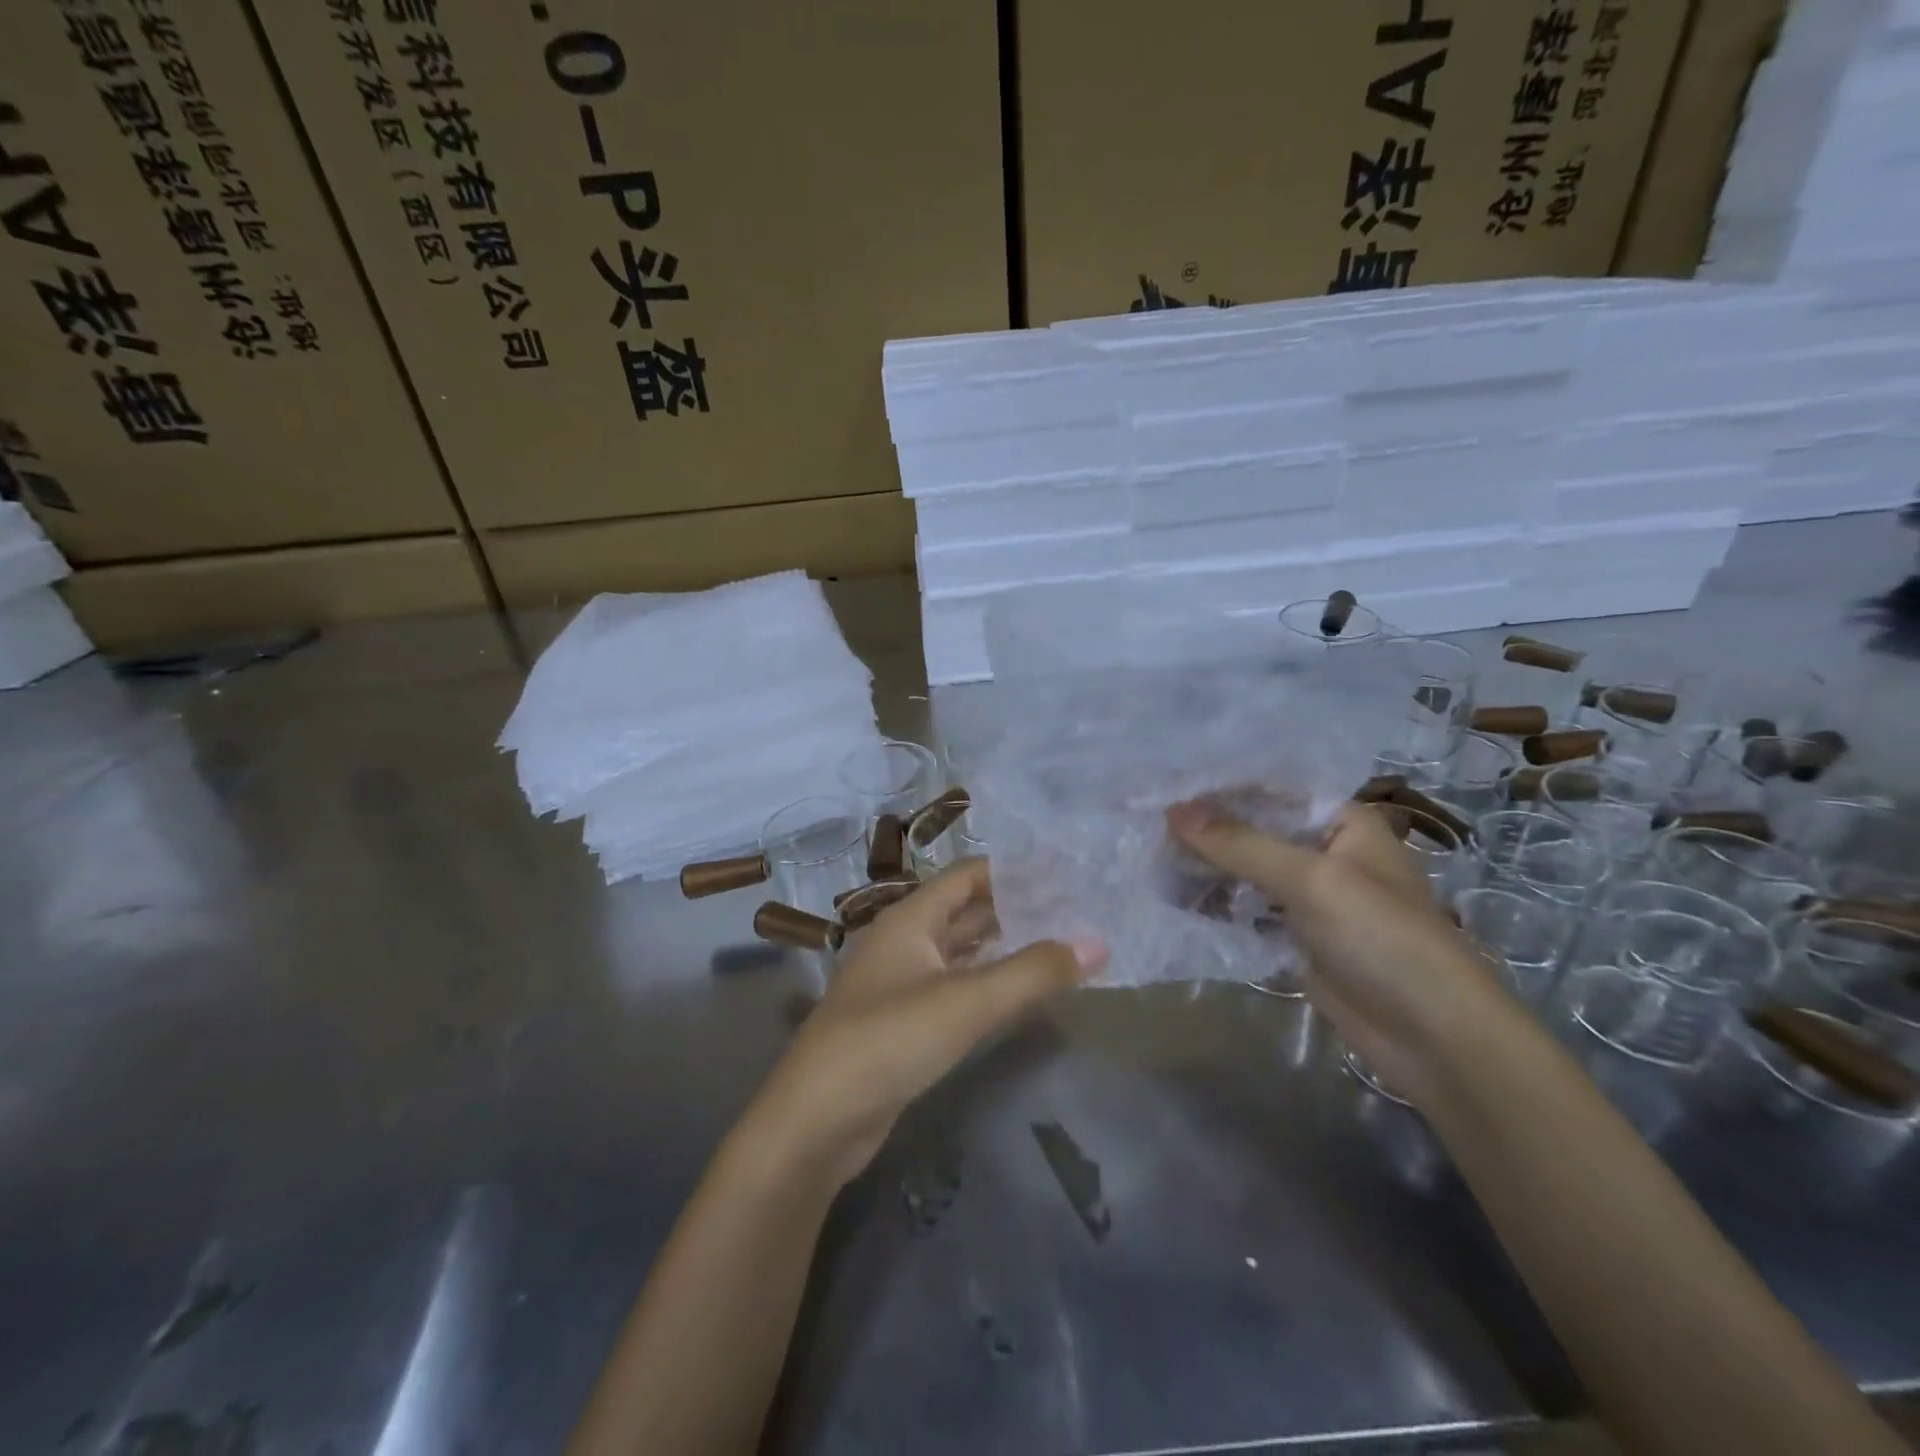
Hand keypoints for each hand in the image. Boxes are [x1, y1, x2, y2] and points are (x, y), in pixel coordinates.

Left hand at [740, 859, 1105, 1186]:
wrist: (817, 1120)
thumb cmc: (889, 1041)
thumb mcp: (966, 1002)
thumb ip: (1032, 972)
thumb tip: (1096, 943)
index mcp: (910, 918)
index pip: (969, 876)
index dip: (1014, 870)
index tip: (1064, 872)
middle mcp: (904, 940)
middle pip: (965, 910)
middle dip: (1014, 907)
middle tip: (1072, 908)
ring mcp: (900, 982)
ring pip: (959, 950)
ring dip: (1002, 944)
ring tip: (1057, 941)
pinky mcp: (903, 1021)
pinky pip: (953, 985)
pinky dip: (986, 980)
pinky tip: (1016, 989)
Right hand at [1165, 799, 1509, 1107]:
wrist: (1434, 1038)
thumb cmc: (1383, 939)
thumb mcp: (1311, 880)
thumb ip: (1240, 844)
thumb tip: (1173, 812)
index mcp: (1340, 822)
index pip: (1267, 791)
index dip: (1215, 789)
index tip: (1161, 788)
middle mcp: (1323, 852)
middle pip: (1251, 831)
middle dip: (1202, 830)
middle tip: (1142, 825)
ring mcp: (1308, 898)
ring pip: (1244, 872)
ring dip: (1203, 868)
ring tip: (1146, 859)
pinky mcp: (1295, 938)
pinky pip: (1246, 911)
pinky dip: (1214, 905)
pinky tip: (1171, 899)